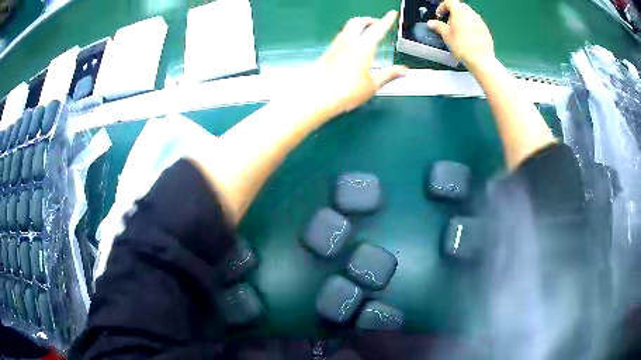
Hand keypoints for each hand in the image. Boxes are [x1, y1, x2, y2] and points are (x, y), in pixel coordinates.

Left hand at [306, 12, 406, 116]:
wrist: (318, 96)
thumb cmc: (346, 91)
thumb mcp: (373, 85)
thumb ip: (389, 74)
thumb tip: (402, 71)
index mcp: (363, 47)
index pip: (378, 29)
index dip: (387, 20)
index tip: (392, 14)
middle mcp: (348, 42)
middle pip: (359, 21)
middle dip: (370, 20)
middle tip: (378, 25)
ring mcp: (336, 45)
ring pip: (348, 27)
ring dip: (358, 26)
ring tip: (366, 35)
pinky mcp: (327, 52)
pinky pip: (340, 37)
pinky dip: (350, 35)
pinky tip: (352, 47)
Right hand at [427, 0, 494, 70]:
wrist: (481, 60)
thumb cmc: (462, 46)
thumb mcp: (446, 36)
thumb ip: (438, 26)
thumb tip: (431, 23)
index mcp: (459, 11)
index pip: (449, 2)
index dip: (442, 7)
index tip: (439, 16)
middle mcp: (471, 13)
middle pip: (460, 7)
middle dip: (452, 13)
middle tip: (448, 24)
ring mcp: (480, 21)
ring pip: (468, 15)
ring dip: (462, 19)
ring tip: (458, 31)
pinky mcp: (486, 30)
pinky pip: (475, 23)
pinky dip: (470, 26)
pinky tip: (467, 37)